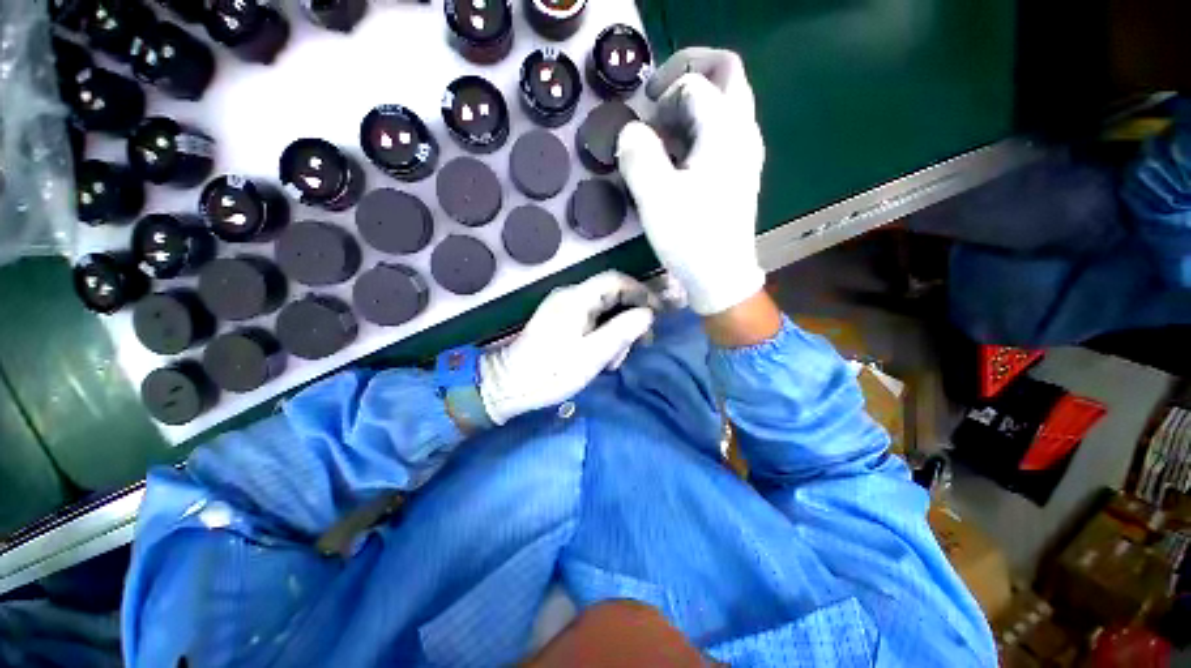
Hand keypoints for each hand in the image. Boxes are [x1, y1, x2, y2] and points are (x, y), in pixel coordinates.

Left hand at [479, 271, 656, 424]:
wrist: (510, 385)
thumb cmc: (552, 372)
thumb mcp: (592, 355)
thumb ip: (621, 332)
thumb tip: (648, 314)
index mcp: (576, 299)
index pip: (615, 280)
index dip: (640, 292)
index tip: (656, 313)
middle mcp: (570, 297)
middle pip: (611, 296)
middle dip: (628, 319)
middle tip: (638, 345)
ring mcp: (563, 309)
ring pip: (602, 310)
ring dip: (616, 331)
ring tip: (614, 360)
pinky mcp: (560, 322)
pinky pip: (591, 320)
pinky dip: (603, 335)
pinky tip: (602, 357)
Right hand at [617, 48, 766, 315]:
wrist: (721, 277)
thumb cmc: (690, 238)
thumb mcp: (655, 196)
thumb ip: (638, 154)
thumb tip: (630, 132)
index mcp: (726, 131)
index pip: (695, 83)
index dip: (663, 96)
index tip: (644, 125)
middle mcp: (744, 133)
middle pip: (725, 74)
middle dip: (688, 76)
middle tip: (657, 102)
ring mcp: (746, 153)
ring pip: (725, 103)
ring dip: (692, 107)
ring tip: (663, 138)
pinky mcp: (740, 173)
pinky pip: (723, 132)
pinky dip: (699, 132)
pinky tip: (679, 161)